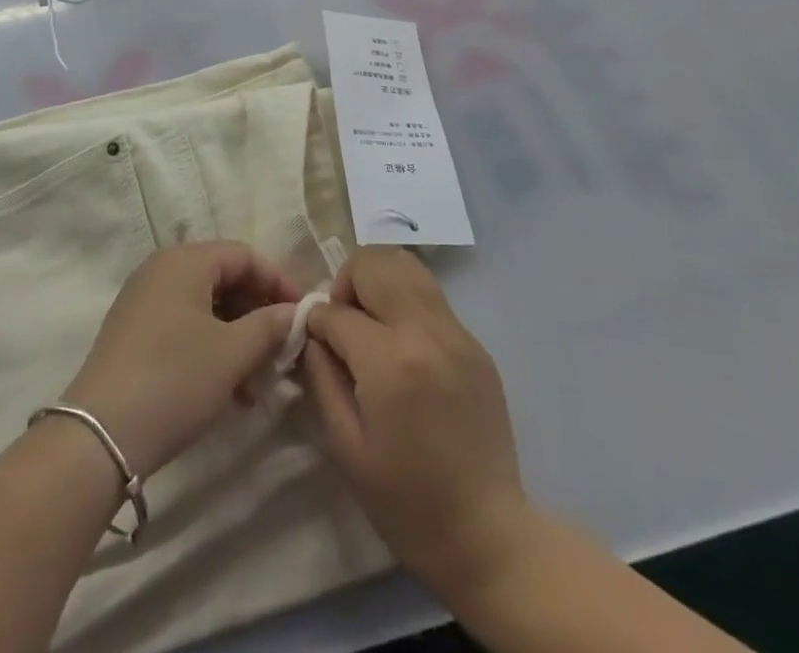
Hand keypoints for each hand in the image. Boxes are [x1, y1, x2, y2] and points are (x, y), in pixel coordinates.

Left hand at [61, 242, 300, 480]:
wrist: (101, 434)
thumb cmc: (175, 379)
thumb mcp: (232, 353)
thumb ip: (269, 325)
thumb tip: (294, 312)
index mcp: (185, 260)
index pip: (244, 255)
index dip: (278, 282)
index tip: (303, 316)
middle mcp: (162, 268)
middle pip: (224, 278)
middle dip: (258, 314)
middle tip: (282, 352)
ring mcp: (144, 299)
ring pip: (206, 306)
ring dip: (237, 337)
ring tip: (257, 383)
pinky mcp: (134, 331)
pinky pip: (185, 324)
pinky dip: (212, 347)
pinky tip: (229, 391)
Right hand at [301, 248, 536, 609]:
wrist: (487, 534)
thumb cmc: (406, 502)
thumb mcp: (345, 446)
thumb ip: (322, 377)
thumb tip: (311, 333)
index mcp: (389, 362)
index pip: (336, 311)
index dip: (316, 322)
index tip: (314, 342)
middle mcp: (425, 331)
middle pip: (374, 263)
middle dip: (346, 283)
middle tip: (343, 322)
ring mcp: (456, 332)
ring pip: (406, 264)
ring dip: (376, 280)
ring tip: (370, 320)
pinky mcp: (474, 342)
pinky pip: (430, 295)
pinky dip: (404, 299)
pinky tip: (401, 342)